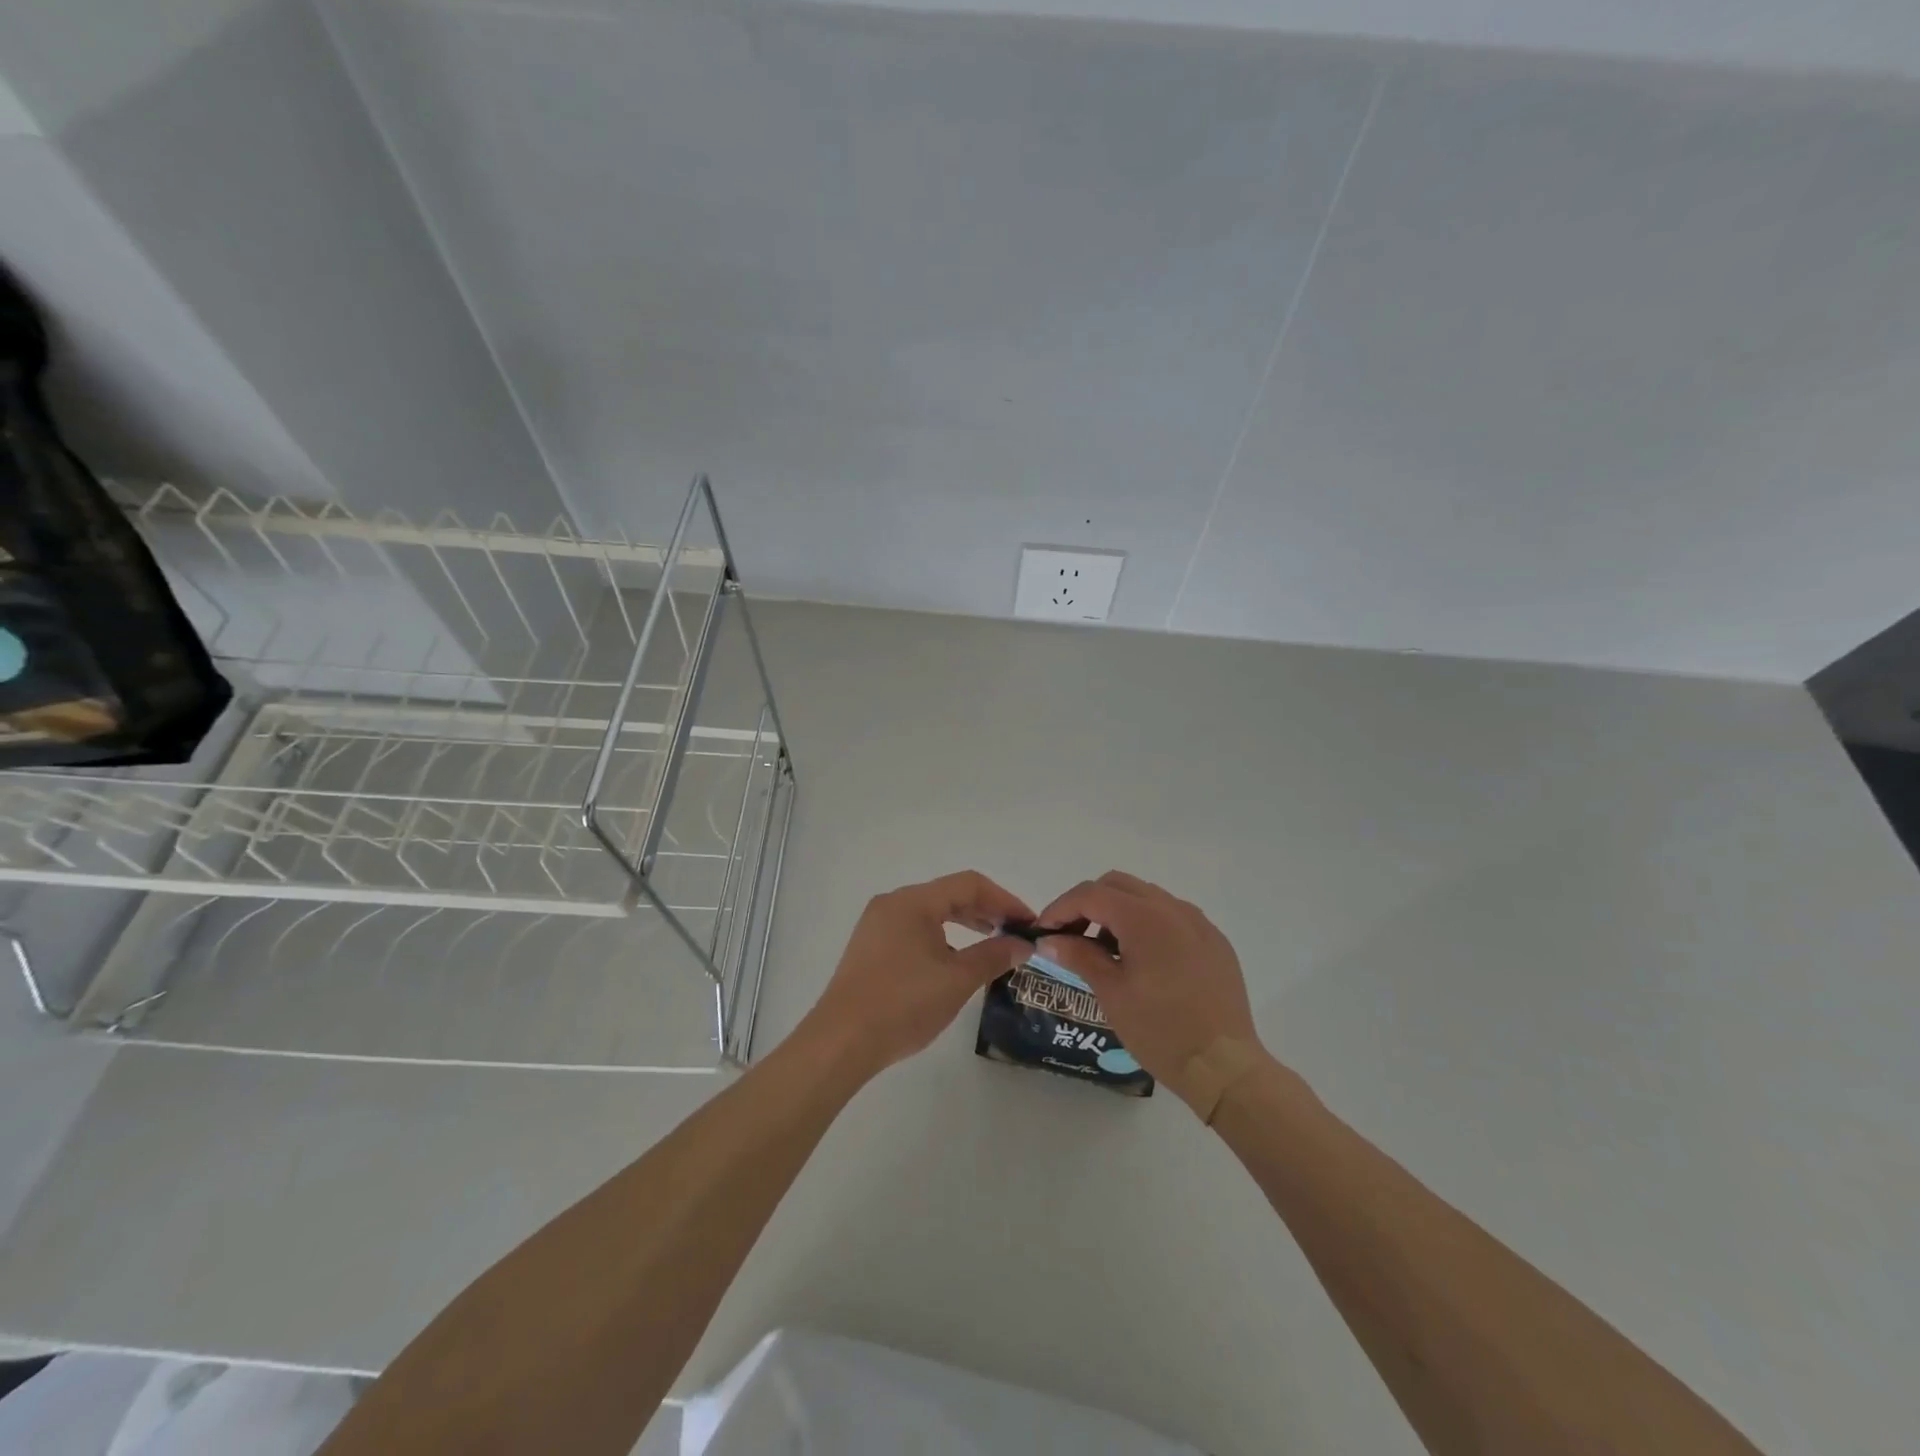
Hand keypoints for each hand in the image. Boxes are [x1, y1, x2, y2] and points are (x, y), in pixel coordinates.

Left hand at [799, 871, 1033, 1077]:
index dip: (1005, 900)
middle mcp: (892, 904)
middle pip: (949, 895)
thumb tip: (1023, 944)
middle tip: (1016, 935)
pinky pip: (914, 931)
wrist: (841, 1042)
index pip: (969, 884)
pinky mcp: (870, 949)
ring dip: (964, 925)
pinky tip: (955, 963)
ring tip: (992, 947)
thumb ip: (993, 956)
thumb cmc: (903, 1004)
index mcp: (912, 901)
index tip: (1029, 923)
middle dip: (986, 912)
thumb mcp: (957, 980)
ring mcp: (877, 926)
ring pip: (931, 914)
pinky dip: (942, 939)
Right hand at [1034, 871, 1264, 1114]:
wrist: (1225, 1066)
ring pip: (1146, 897)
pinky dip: (1147, 924)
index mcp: (1144, 917)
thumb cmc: (1161, 1030)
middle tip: (1070, 936)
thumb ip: (1079, 955)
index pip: (1090, 894)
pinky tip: (1142, 959)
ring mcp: (1198, 923)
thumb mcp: (1111, 993)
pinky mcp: (1214, 941)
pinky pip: (1172, 916)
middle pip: (1118, 885)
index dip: (1060, 908)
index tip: (1043, 933)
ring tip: (1104, 949)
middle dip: (1088, 903)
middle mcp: (1173, 908)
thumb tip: (1050, 939)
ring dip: (1118, 911)